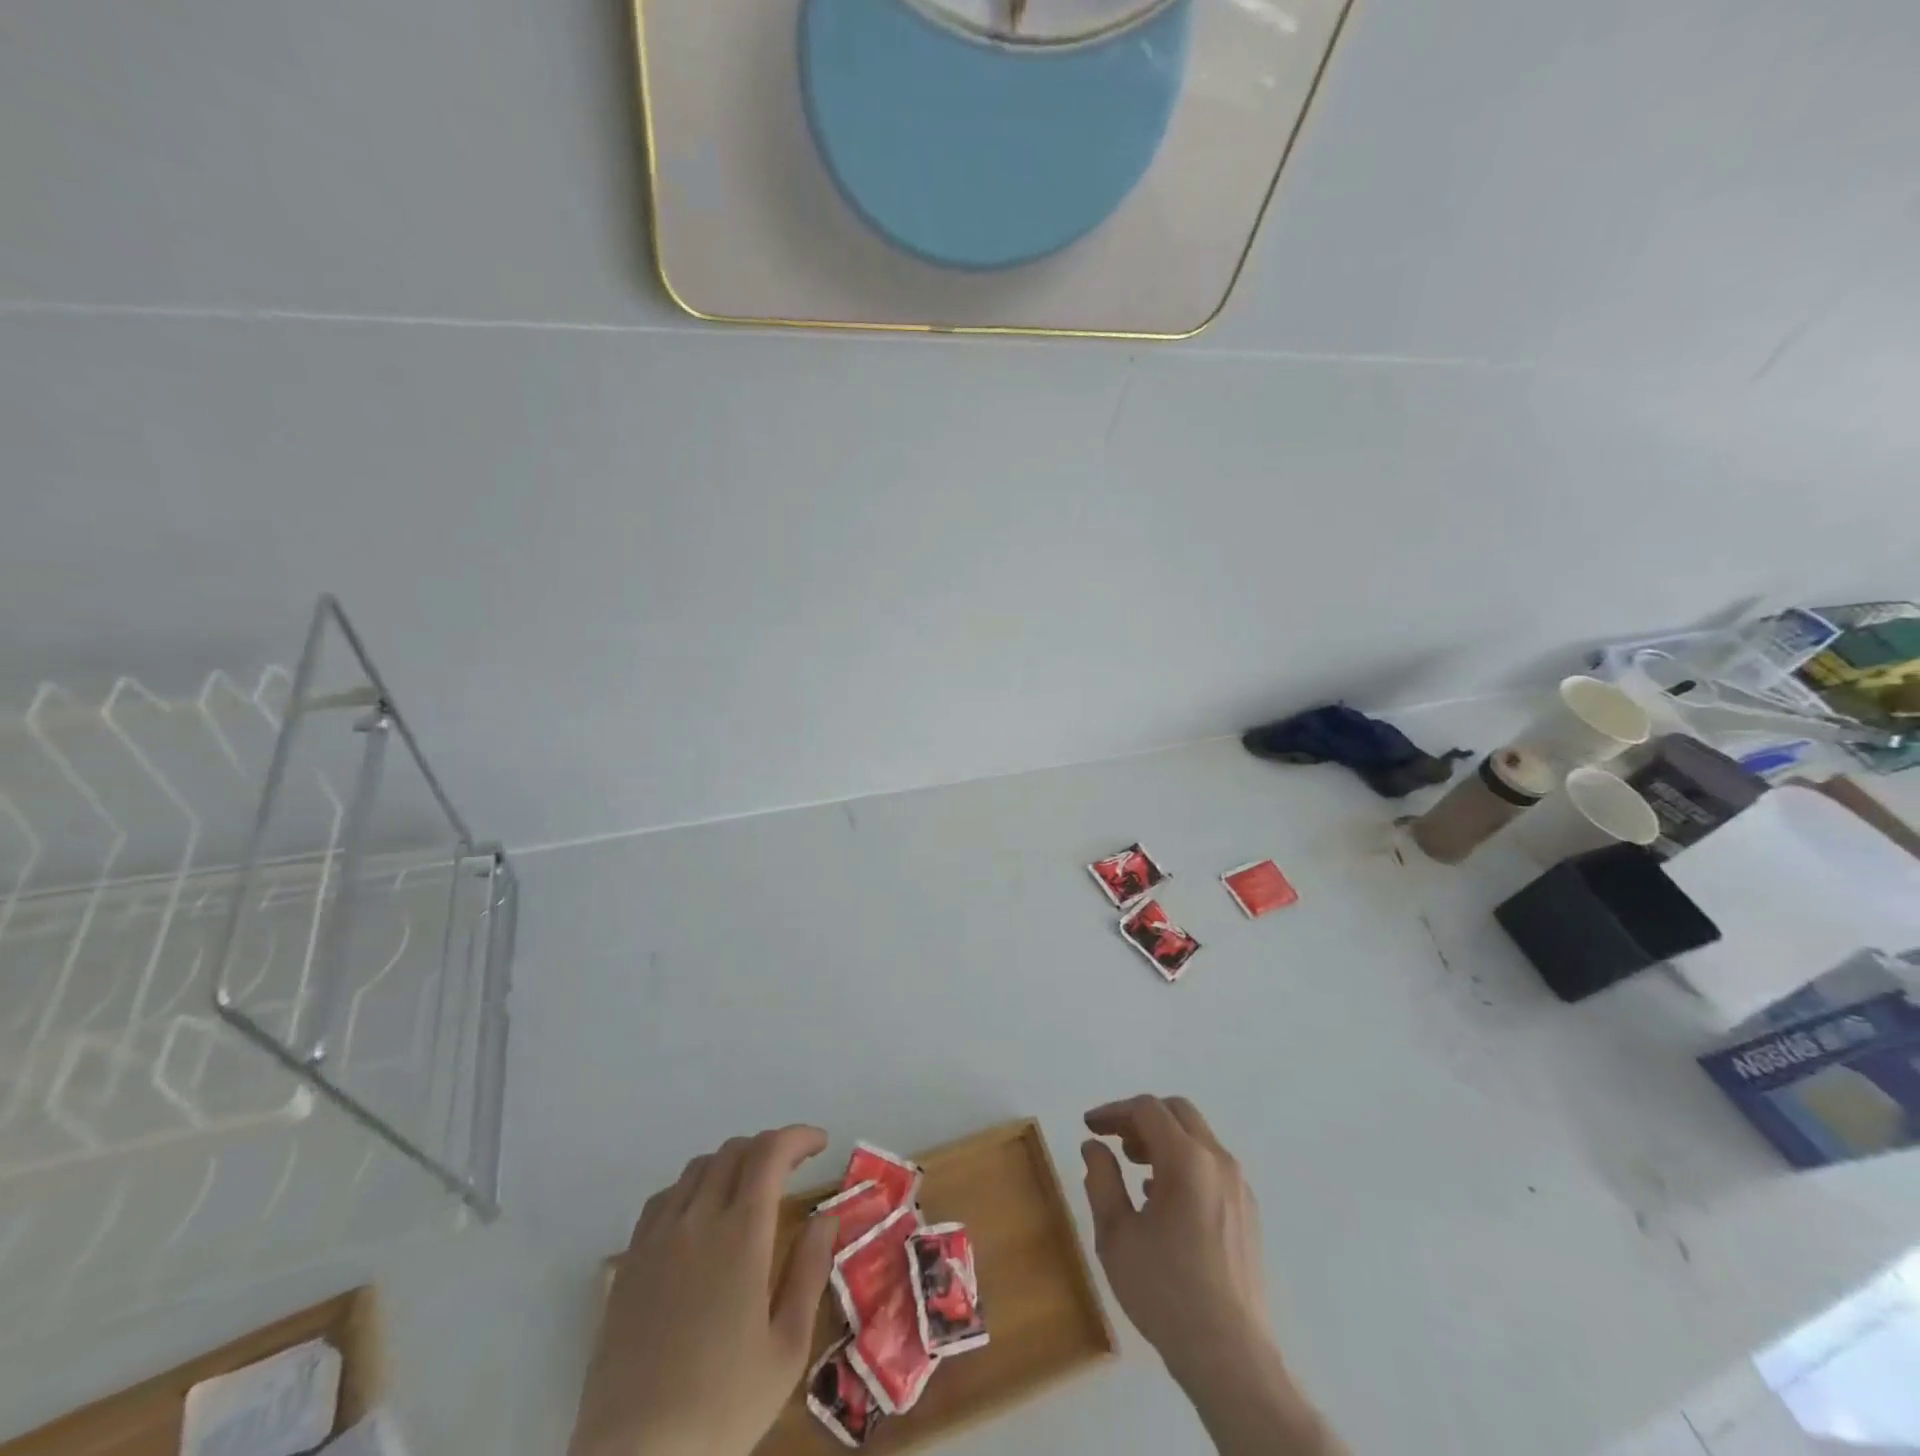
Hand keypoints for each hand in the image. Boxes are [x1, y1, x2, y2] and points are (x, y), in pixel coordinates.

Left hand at [570, 1126, 836, 1455]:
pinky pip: (664, 1199)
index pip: (770, 1153)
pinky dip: (692, 1187)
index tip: (821, 1143)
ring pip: (697, 1168)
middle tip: (793, 1168)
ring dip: (731, 1163)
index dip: (798, 1137)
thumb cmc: (723, 1408)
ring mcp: (657, 1239)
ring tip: (750, 1189)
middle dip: (769, 1147)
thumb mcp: (786, 1348)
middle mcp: (697, 1220)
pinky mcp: (628, 1263)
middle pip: (734, 1151)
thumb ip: (810, 1271)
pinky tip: (700, 1217)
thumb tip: (826, 1216)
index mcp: (741, 1234)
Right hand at [1081, 1095, 1271, 1380]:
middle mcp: (1218, 1161)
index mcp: (1187, 1159)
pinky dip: (1184, 1163)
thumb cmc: (1165, 1291)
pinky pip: (1212, 1167)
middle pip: (1178, 1113)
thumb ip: (1101, 1180)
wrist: (1231, 1357)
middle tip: (1114, 1140)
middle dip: (1141, 1118)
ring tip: (1135, 1167)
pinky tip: (1163, 1198)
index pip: (1147, 1110)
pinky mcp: (1248, 1213)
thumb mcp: (1116, 1235)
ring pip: (1198, 1138)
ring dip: (1164, 1140)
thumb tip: (1095, 1146)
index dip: (1113, 1111)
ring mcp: (1239, 1187)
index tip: (1089, 1126)